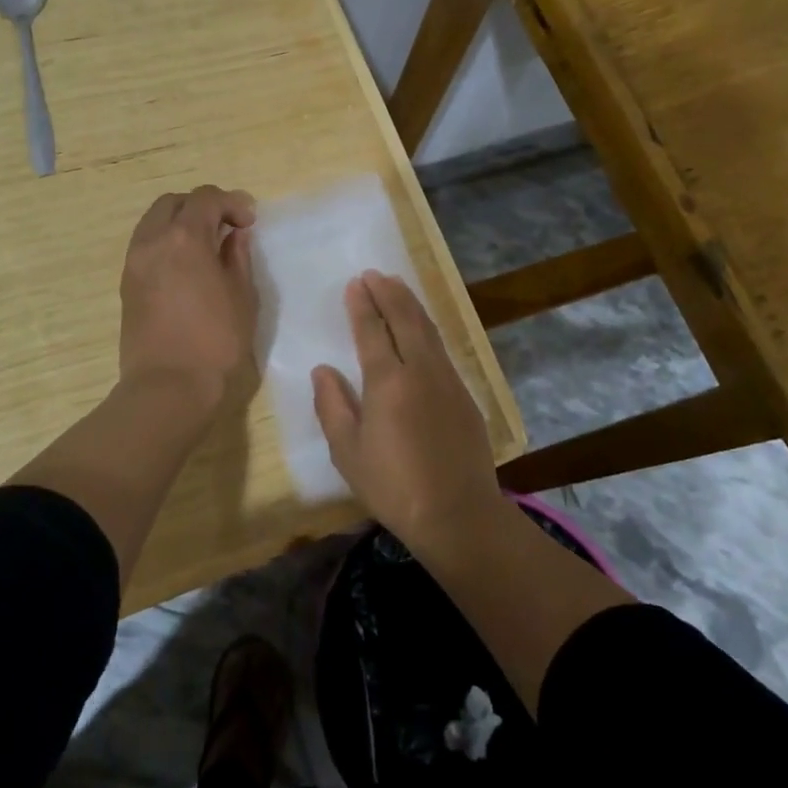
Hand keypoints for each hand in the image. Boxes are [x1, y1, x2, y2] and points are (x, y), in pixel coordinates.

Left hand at [118, 185, 258, 418]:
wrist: (168, 388)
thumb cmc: (216, 342)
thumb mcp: (242, 297)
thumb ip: (237, 257)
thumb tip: (234, 236)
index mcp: (185, 238)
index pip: (205, 198)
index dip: (231, 202)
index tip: (249, 223)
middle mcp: (153, 241)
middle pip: (173, 203)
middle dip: (201, 206)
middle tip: (226, 228)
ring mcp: (134, 262)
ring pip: (154, 222)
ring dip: (180, 223)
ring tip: (206, 247)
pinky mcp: (127, 284)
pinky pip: (146, 246)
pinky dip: (166, 243)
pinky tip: (187, 267)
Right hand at [312, 271, 503, 553]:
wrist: (457, 513)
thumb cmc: (393, 486)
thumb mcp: (348, 452)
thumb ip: (332, 406)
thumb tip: (323, 370)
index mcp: (387, 382)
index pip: (372, 331)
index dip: (362, 305)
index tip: (355, 283)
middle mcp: (420, 370)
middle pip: (404, 318)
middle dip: (388, 293)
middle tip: (374, 274)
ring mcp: (447, 379)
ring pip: (427, 328)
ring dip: (410, 304)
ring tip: (396, 286)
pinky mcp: (464, 394)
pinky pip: (441, 348)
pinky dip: (427, 327)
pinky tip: (421, 327)